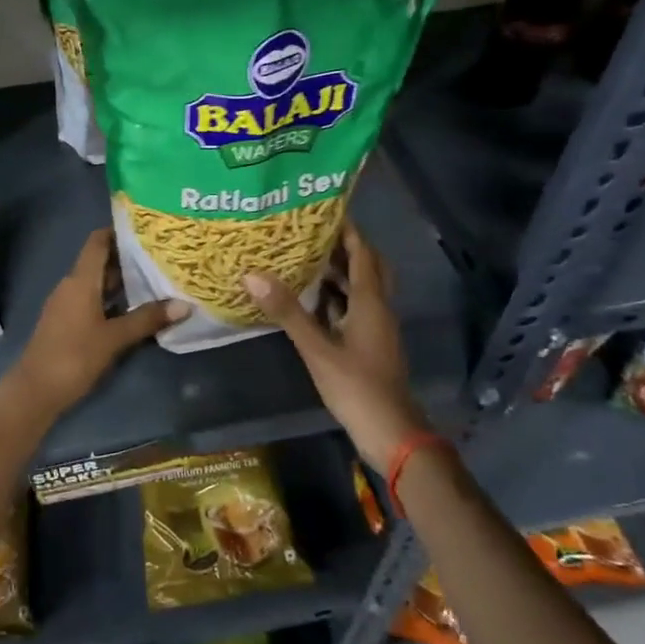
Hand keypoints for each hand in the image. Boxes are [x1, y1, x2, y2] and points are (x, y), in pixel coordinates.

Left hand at [12, 229, 187, 416]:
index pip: (98, 242)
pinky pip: (91, 300)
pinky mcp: (66, 322)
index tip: (146, 228)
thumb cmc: (74, 356)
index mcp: (80, 280)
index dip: (118, 231)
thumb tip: (185, 304)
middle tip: (161, 254)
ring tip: (155, 278)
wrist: (35, 391)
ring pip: (96, 283)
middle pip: (100, 262)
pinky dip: (111, 299)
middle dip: (128, 258)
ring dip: (121, 281)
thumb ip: (147, 319)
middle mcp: (71, 285)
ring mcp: (66, 304)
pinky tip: (133, 308)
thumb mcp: (114, 338)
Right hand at [243, 224, 428, 474]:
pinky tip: (312, 300)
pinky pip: (355, 309)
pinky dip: (337, 297)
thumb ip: (287, 311)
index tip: (324, 209)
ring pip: (361, 289)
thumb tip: (252, 274)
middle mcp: (378, 309)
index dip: (348, 230)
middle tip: (312, 232)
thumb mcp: (316, 348)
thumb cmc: (356, 387)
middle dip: (344, 247)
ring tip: (305, 258)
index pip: (362, 254)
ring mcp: (377, 329)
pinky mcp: (370, 345)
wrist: (391, 433)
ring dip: (339, 273)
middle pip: (367, 267)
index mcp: (371, 303)